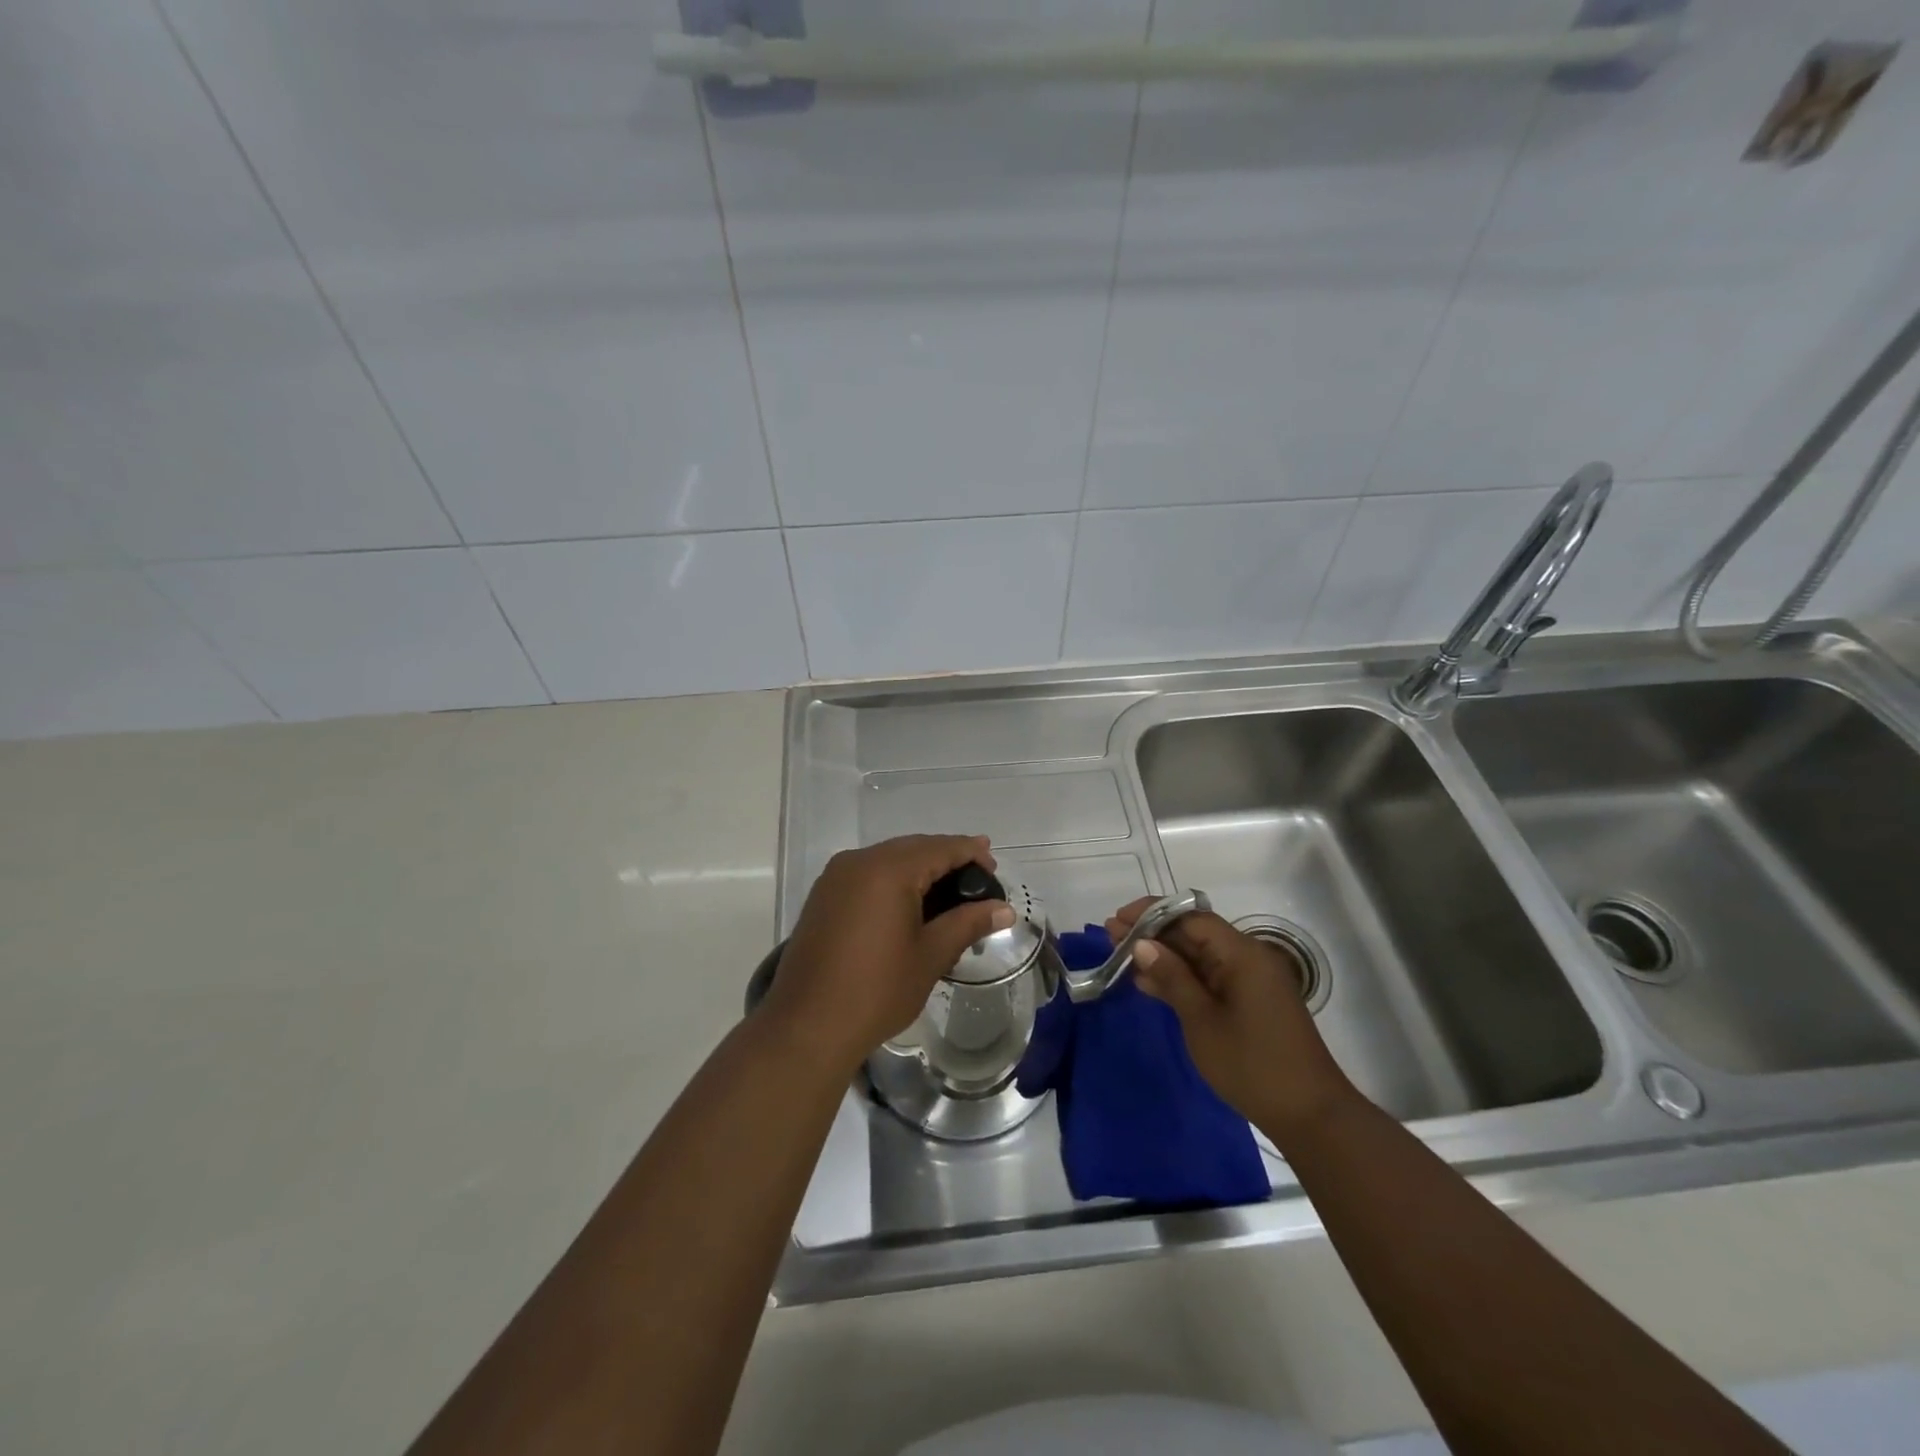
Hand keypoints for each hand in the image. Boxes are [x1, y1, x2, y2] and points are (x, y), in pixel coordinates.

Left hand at [767, 835, 1012, 1074]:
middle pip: (912, 848)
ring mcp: (835, 878)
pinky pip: (867, 874)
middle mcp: (858, 862)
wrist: (806, 1026)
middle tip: (978, 878)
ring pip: (888, 859)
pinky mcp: (823, 896)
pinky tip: (910, 901)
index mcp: (887, 870)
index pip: (939, 848)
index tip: (994, 864)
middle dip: (946, 857)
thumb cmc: (876, 990)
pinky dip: (893, 879)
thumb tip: (1005, 909)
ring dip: (919, 867)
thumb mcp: (930, 955)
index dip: (970, 853)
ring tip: (949, 890)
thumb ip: (968, 923)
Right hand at [1107, 899, 1356, 1141]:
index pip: (1191, 917)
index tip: (1117, 919)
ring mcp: (1250, 981)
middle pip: (1195, 933)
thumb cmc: (1252, 1065)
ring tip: (1120, 956)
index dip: (1152, 914)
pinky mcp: (1249, 1002)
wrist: (1309, 1116)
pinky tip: (1148, 984)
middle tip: (1110, 937)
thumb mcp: (1202, 1021)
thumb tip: (1141, 943)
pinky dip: (1181, 978)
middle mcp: (1249, 958)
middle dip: (1153, 933)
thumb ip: (1172, 978)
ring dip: (1163, 956)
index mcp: (1242, 954)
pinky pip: (1209, 978)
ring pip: (1199, 956)